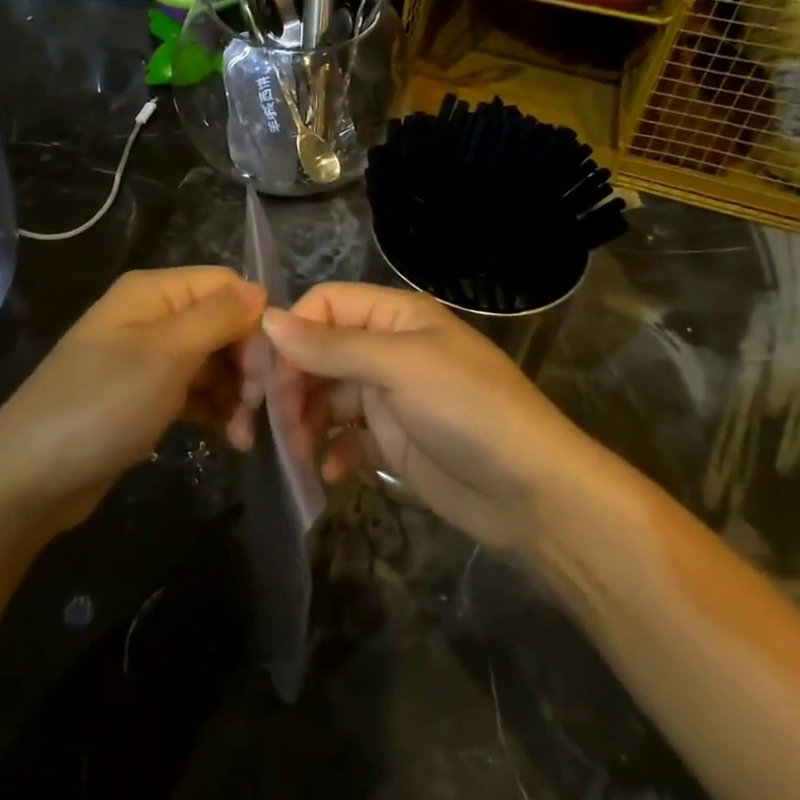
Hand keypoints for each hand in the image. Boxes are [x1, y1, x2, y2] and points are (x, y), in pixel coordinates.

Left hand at [0, 267, 265, 529]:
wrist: (28, 478)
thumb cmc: (102, 405)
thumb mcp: (165, 355)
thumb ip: (218, 316)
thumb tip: (260, 289)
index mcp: (154, 292)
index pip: (226, 286)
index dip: (254, 322)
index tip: (268, 372)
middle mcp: (152, 316)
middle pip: (223, 325)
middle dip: (247, 365)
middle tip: (259, 410)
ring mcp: (147, 358)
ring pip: (213, 363)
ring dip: (236, 395)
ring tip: (244, 436)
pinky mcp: (144, 397)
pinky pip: (194, 392)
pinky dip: (215, 411)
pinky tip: (230, 440)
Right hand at [255, 282, 592, 551]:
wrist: (532, 493)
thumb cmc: (468, 410)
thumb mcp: (400, 367)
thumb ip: (332, 345)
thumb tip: (267, 319)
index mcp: (395, 316)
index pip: (325, 305)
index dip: (292, 334)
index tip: (268, 376)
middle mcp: (388, 350)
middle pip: (319, 354)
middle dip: (292, 385)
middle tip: (275, 424)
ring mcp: (389, 398)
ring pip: (326, 398)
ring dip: (305, 423)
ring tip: (298, 453)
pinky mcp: (392, 442)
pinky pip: (345, 439)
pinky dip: (331, 453)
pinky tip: (329, 474)